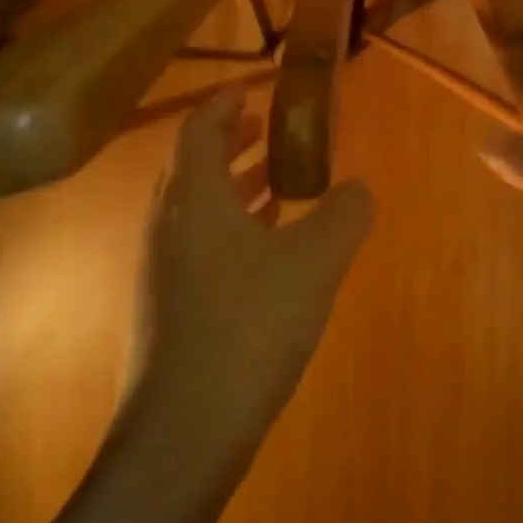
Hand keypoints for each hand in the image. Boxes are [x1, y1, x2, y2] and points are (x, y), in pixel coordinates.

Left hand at [132, 86, 373, 445]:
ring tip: (280, 184)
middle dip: (231, 143)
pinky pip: (201, 247)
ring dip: (235, 188)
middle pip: (194, 168)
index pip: (199, 131)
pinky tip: (269, 253)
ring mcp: (163, 273)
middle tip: (269, 129)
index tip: (252, 88)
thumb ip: (345, 213)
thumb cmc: (250, 327)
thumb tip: (359, 189)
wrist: (185, 435)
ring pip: (198, 211)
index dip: (224, 104)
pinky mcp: (169, 311)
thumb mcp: (317, 261)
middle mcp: (169, 228)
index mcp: (195, 201)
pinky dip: (233, 230)